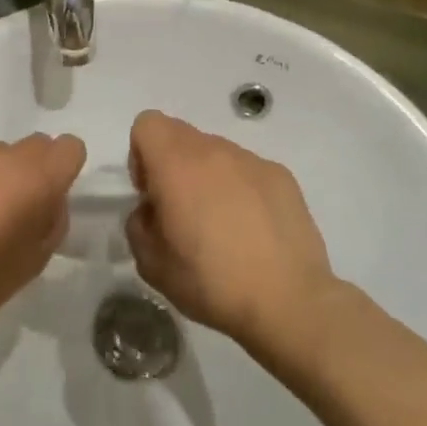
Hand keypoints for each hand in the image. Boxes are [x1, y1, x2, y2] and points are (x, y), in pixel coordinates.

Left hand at [0, 134, 86, 336]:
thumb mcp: (36, 260)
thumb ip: (52, 219)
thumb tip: (49, 199)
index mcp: (33, 177)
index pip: (69, 147)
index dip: (63, 170)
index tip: (50, 197)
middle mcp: (0, 154)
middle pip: (33, 146)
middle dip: (31, 171)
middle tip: (12, 209)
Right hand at [125, 110, 338, 350]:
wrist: (288, 301)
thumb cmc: (210, 281)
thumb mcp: (151, 264)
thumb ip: (138, 224)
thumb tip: (152, 210)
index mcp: (176, 164)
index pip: (147, 124)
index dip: (141, 155)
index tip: (151, 193)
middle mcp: (214, 151)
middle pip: (180, 134)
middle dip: (171, 163)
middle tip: (181, 210)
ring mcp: (252, 161)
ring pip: (216, 152)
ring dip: (207, 176)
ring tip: (221, 224)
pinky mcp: (282, 176)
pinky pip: (247, 170)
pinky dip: (241, 188)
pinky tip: (252, 229)